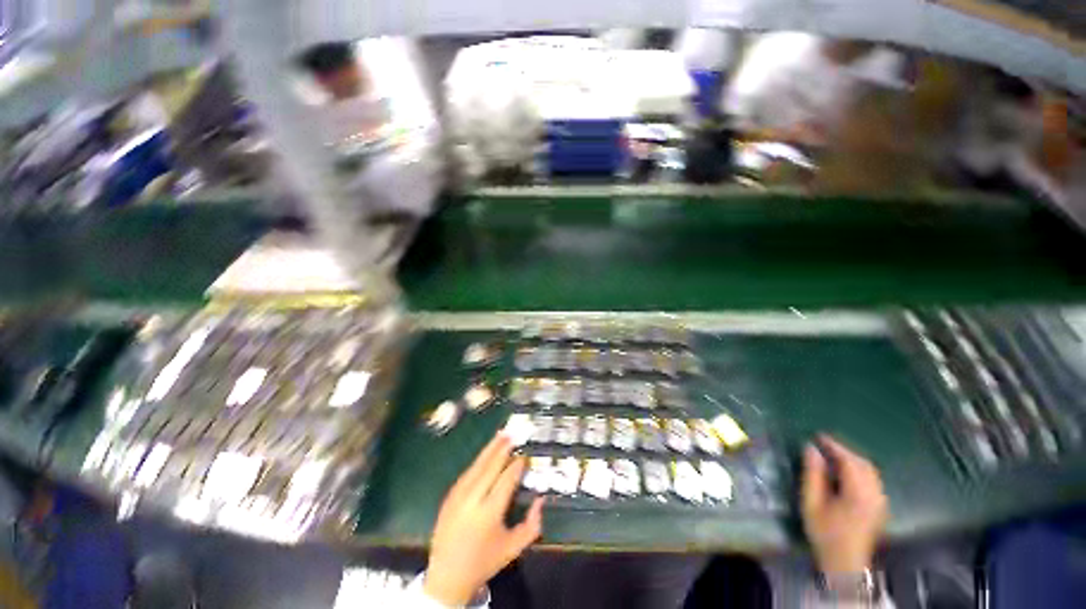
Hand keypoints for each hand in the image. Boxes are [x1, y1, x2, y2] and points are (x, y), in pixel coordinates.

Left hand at [424, 433, 544, 605]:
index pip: (506, 481)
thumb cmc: (484, 562)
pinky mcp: (449, 497)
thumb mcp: (513, 548)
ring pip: (476, 466)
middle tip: (513, 434)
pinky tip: (486, 453)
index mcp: (489, 513)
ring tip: (501, 435)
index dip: (516, 466)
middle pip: (490, 467)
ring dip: (489, 449)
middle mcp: (472, 500)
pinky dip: (478, 461)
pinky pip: (467, 473)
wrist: (447, 577)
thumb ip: (532, 525)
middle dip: (502, 449)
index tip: (524, 457)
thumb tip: (541, 499)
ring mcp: (458, 496)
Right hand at [801, 435, 888, 574]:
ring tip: (832, 456)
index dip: (834, 446)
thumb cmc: (825, 532)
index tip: (817, 436)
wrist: (845, 563)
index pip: (849, 460)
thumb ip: (812, 474)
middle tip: (823, 445)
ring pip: (870, 471)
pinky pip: (872, 479)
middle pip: (863, 464)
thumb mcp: (811, 503)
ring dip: (852, 460)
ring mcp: (880, 501)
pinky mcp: (880, 506)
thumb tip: (810, 448)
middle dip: (843, 451)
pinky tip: (845, 472)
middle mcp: (875, 494)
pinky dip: (859, 470)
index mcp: (858, 493)